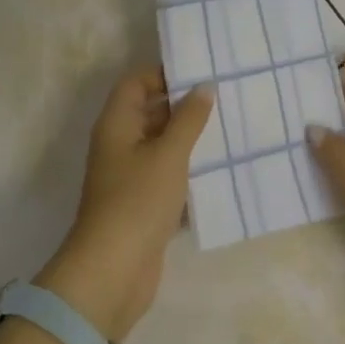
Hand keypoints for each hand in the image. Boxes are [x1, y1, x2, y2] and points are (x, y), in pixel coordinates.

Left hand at [36, 67, 214, 340]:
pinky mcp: (142, 204)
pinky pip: (168, 176)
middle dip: (183, 106)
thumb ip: (188, 119)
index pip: (136, 83)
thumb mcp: (168, 154)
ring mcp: (129, 176)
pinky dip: (189, 171)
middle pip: (150, 112)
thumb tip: (203, 86)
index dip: (163, 74)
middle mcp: (119, 145)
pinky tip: (221, 170)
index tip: (201, 73)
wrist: (114, 270)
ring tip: (230, 129)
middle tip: (225, 98)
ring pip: (162, 146)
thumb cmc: (138, 201)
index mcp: (116, 124)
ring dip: (190, 140)